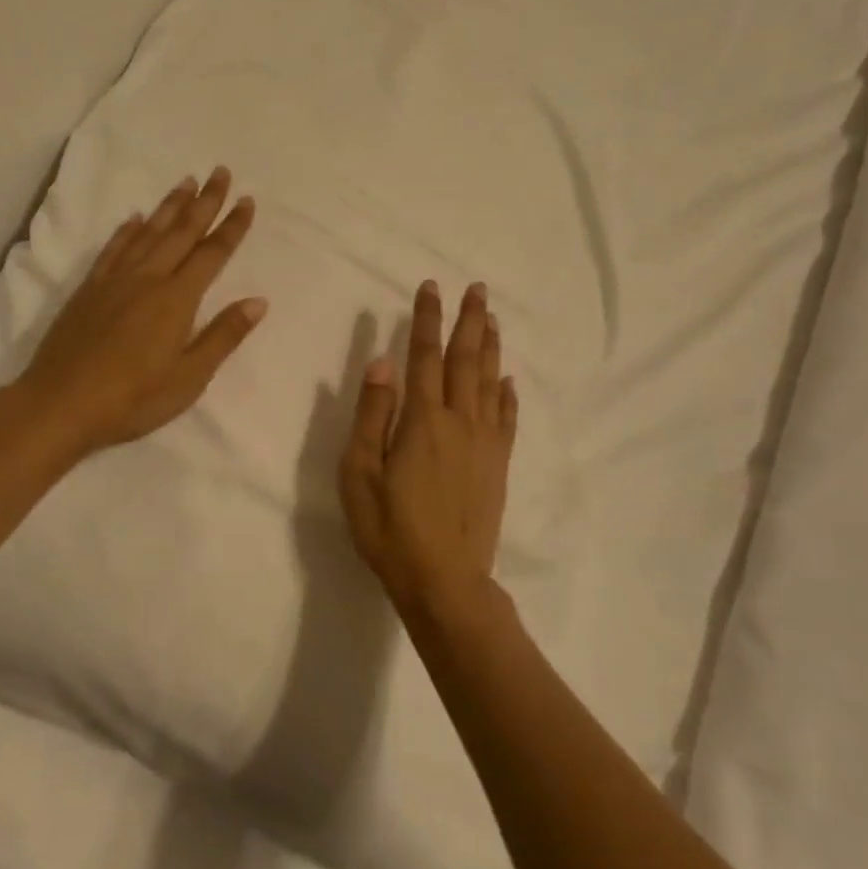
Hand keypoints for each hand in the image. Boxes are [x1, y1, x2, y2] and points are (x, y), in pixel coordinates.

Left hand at [17, 167, 265, 458]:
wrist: (60, 404)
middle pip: (182, 232)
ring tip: (186, 182)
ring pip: (148, 232)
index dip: (232, 227)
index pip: (212, 254)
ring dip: (170, 206)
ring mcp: (114, 281)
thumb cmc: (133, 398)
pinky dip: (128, 230)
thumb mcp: (189, 377)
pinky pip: (113, 249)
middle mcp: (148, 279)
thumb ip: (223, 336)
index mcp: (177, 299)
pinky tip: (135, 218)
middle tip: (220, 172)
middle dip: (205, 202)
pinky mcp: (89, 289)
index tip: (247, 200)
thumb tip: (258, 301)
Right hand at [338, 281, 518, 619]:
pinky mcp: (497, 465)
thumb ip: (372, 415)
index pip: (425, 355)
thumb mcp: (360, 473)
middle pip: (465, 360)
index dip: (428, 319)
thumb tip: (383, 362)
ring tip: (492, 318)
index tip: (432, 287)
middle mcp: (460, 421)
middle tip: (477, 288)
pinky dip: (507, 394)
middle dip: (470, 321)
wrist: (444, 580)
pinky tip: (508, 380)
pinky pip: (506, 418)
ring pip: (489, 382)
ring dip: (490, 347)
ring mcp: (484, 443)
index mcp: (424, 420)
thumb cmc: (390, 528)